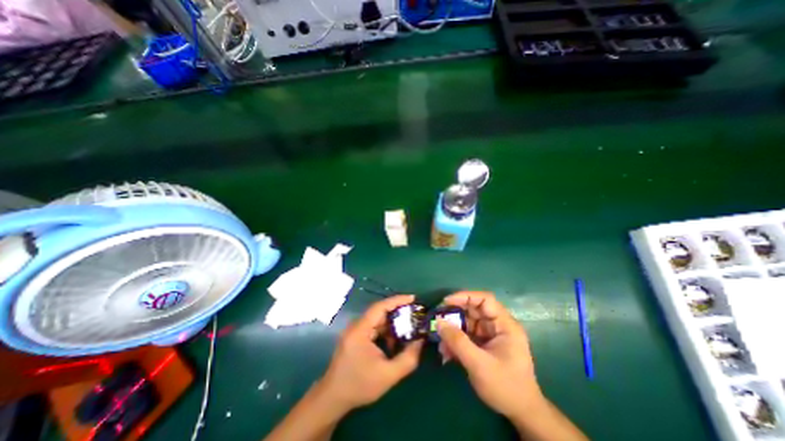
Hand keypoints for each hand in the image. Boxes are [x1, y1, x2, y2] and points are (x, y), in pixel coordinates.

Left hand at [319, 294, 422, 410]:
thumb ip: (408, 359)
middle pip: (380, 312)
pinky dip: (385, 331)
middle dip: (398, 312)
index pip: (380, 307)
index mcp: (361, 329)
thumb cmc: (359, 385)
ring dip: (392, 324)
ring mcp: (355, 330)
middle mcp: (357, 325)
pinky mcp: (355, 337)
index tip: (413, 298)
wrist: (333, 398)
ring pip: (377, 320)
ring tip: (408, 329)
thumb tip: (420, 341)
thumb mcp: (388, 375)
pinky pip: (373, 328)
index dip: (397, 300)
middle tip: (415, 315)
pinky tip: (394, 342)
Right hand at [439, 292, 542, 418]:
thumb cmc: (506, 387)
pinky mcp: (484, 344)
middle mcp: (497, 325)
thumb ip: (458, 342)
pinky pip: (466, 336)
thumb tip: (439, 322)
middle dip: (454, 315)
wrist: (521, 414)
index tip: (446, 302)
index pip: (485, 300)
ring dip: (452, 331)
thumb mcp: (479, 364)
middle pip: (473, 310)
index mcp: (505, 325)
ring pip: (467, 323)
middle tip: (437, 321)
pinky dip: (455, 341)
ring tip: (440, 343)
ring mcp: (490, 335)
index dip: (465, 296)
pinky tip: (446, 352)